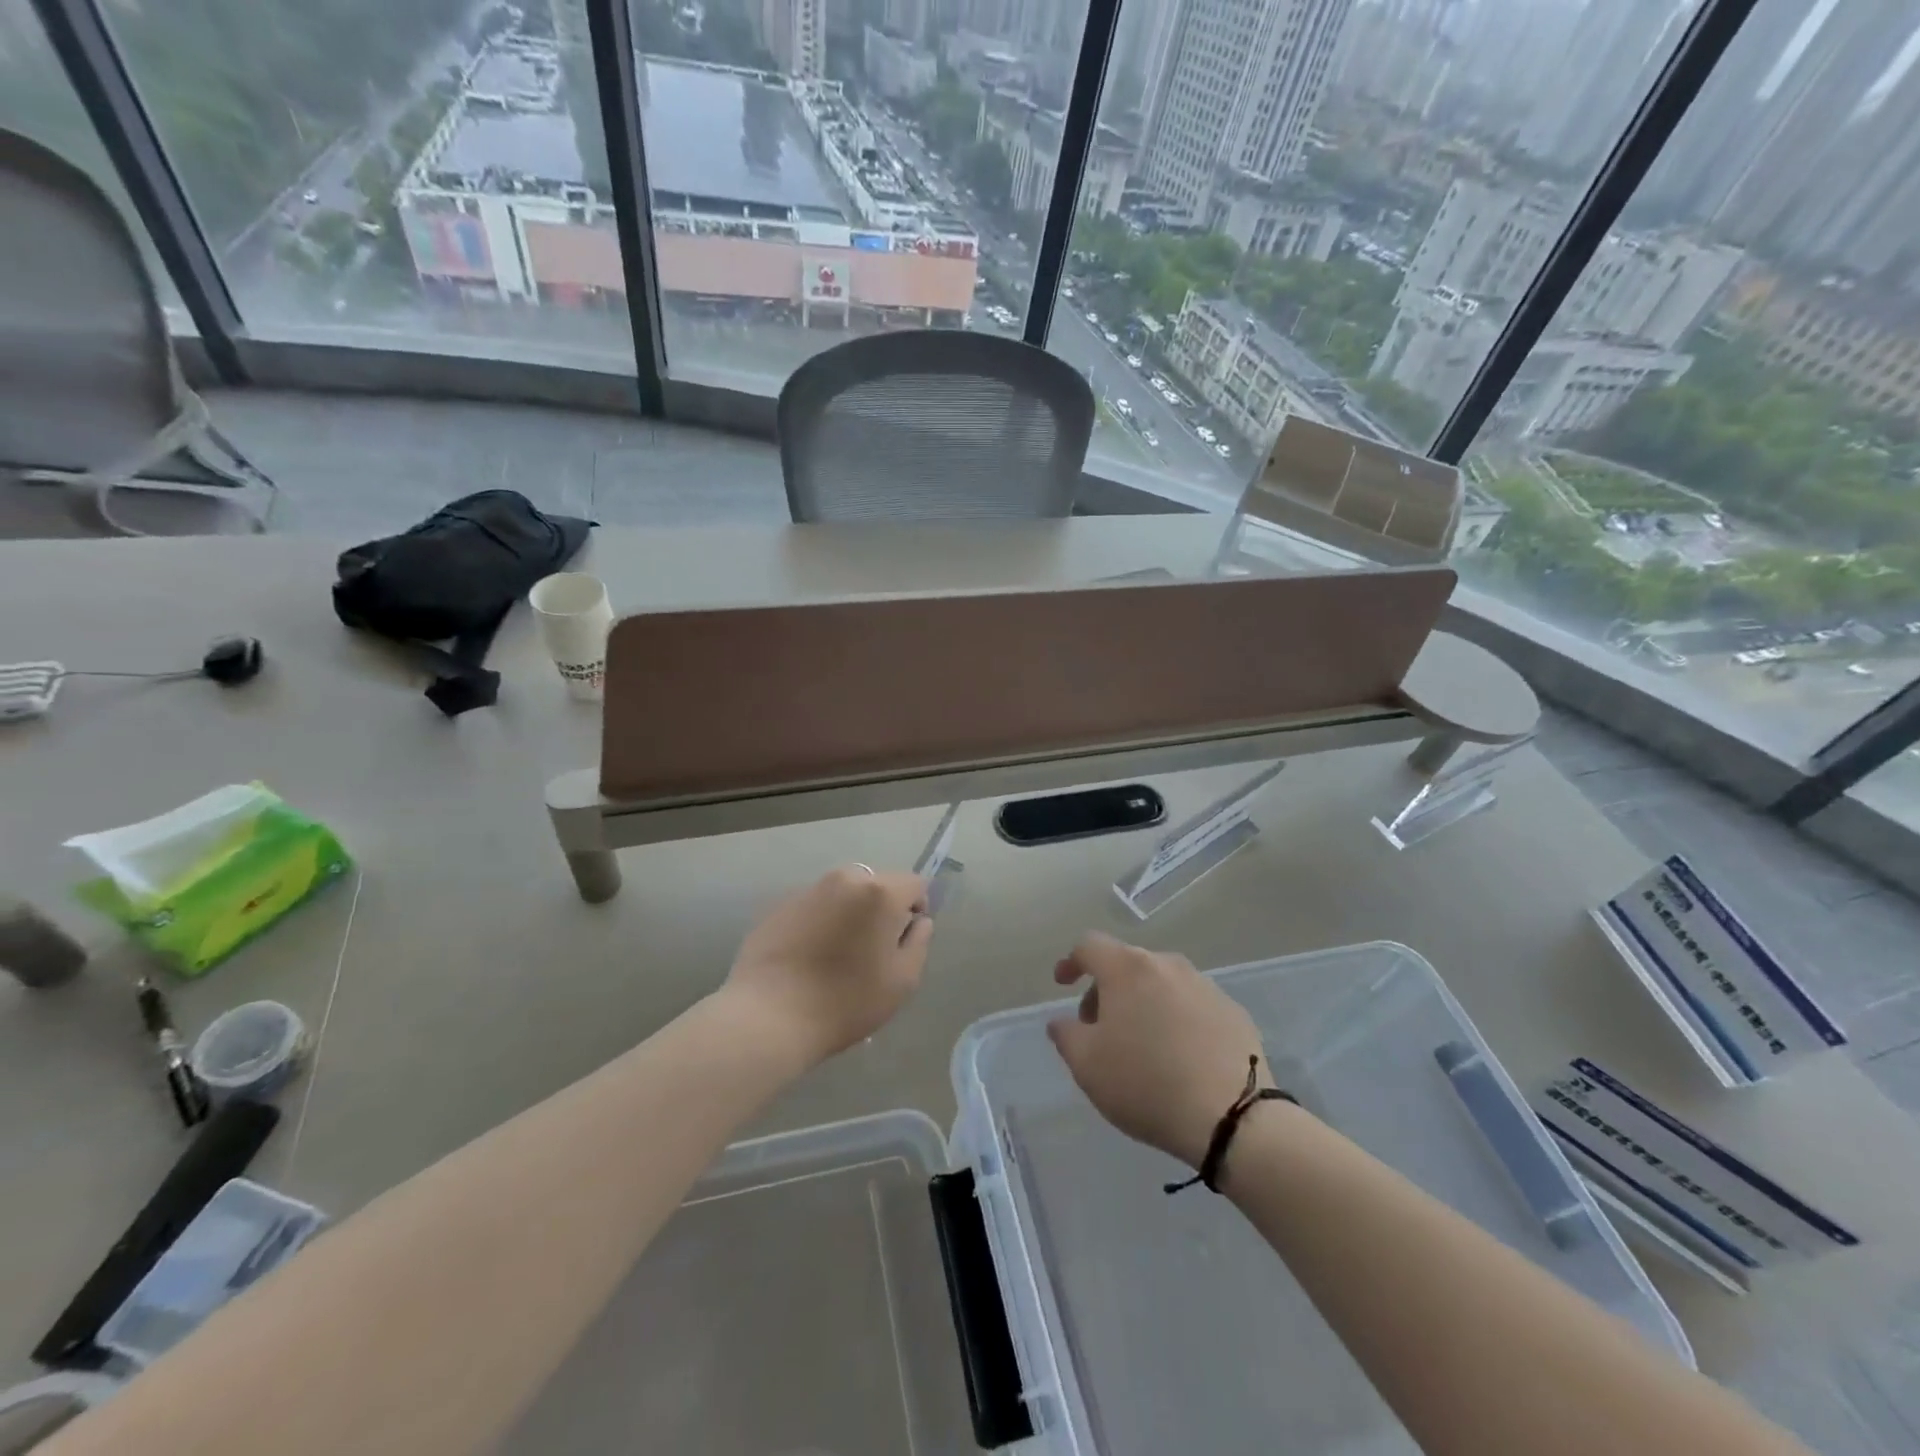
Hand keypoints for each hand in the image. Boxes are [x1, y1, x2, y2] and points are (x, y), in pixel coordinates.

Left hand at [722, 865, 931, 1066]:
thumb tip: (917, 921)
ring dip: (849, 914)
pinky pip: (814, 907)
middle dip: (881, 910)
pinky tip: (808, 958)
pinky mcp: (779, 906)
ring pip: (843, 894)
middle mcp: (844, 879)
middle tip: (871, 951)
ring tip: (837, 955)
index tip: (903, 942)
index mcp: (879, 892)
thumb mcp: (903, 980)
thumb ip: (919, 942)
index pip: (914, 884)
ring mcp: (808, 890)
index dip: (916, 910)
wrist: (769, 1016)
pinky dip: (819, 923)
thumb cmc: (846, 1001)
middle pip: (877, 884)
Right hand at [1046, 933, 1270, 1169]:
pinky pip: (1192, 1004)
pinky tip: (1179, 1055)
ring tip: (1141, 1044)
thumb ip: (1066, 1034)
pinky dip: (1176, 1018)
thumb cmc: (1146, 1084)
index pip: (1090, 946)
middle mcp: (1167, 964)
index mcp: (1127, 968)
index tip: (1063, 985)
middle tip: (1100, 1029)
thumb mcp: (1087, 1065)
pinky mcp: (1233, 1011)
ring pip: (1161, 983)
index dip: (1071, 962)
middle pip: (1126, 964)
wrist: (1233, 1117)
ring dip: (1143, 1002)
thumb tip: (1063, 1022)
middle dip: (1107, 990)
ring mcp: (1205, 985)